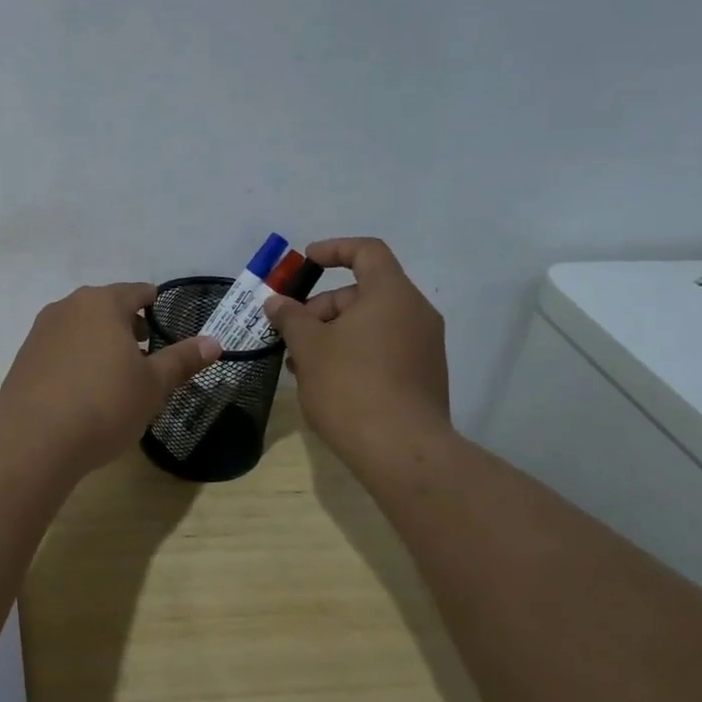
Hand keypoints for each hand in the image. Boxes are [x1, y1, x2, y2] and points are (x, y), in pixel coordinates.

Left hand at [0, 283, 220, 472]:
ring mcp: (41, 332)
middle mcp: (68, 307)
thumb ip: (182, 360)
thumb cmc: (104, 404)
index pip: (137, 292)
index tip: (166, 323)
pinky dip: (77, 360)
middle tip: (146, 354)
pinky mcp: (24, 358)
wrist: (33, 440)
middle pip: (106, 308)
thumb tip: (214, 342)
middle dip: (128, 326)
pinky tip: (84, 391)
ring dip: (101, 343)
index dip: (155, 305)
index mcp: (103, 303)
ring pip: (81, 328)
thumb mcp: (152, 385)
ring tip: (116, 375)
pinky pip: (60, 350)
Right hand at [263, 238, 453, 465]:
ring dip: (334, 335)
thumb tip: (277, 302)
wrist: (402, 451)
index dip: (334, 249)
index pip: (367, 251)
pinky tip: (327, 383)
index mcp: (392, 295)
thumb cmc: (350, 386)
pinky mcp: (423, 377)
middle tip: (291, 334)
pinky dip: (354, 354)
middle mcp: (416, 313)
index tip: (306, 261)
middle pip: (364, 293)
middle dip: (322, 308)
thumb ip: (291, 318)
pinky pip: (384, 349)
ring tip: (302, 365)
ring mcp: (424, 347)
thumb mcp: (309, 347)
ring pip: (371, 325)